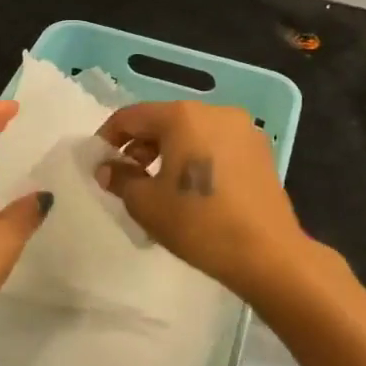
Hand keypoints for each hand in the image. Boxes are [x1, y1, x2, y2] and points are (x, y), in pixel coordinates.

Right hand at [97, 100, 311, 300]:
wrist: (267, 254)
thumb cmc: (198, 223)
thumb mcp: (145, 203)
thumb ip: (120, 178)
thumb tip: (107, 168)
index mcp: (183, 117)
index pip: (131, 116)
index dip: (108, 138)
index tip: (98, 163)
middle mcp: (215, 112)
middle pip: (164, 120)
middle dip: (140, 145)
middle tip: (127, 178)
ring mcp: (243, 129)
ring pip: (192, 132)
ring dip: (168, 152)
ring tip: (159, 186)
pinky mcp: (260, 151)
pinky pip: (215, 145)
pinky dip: (196, 158)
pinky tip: (192, 189)